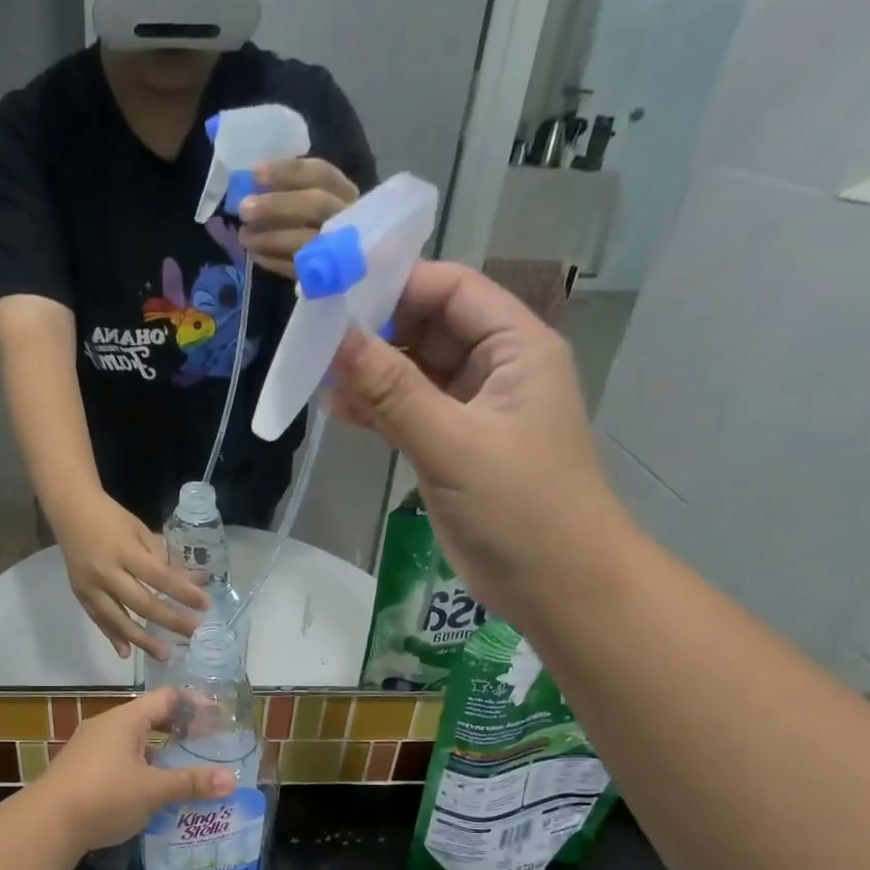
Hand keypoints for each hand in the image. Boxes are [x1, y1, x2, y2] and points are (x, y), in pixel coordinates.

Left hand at [33, 687, 234, 851]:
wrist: (46, 825)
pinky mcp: (80, 769)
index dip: (194, 704)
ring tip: (183, 768)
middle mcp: (106, 726)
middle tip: (206, 743)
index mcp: (125, 720)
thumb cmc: (104, 796)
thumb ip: (191, 783)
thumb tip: (231, 780)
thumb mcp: (153, 790)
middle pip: (149, 717)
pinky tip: (150, 790)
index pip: (167, 698)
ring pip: (133, 741)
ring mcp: (89, 747)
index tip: (218, 718)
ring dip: (158, 751)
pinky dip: (140, 767)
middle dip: (178, 729)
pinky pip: (119, 759)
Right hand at [50, 490, 207, 659]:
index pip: (159, 577)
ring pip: (118, 619)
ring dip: (142, 640)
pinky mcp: (79, 594)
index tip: (205, 606)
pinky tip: (126, 653)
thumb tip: (193, 582)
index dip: (183, 593)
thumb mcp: (141, 530)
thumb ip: (164, 558)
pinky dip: (112, 636)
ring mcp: (90, 586)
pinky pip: (98, 620)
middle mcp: (107, 572)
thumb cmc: (112, 518)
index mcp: (125, 551)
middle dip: (170, 621)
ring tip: (164, 655)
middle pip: (142, 603)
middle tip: (193, 634)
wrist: (70, 510)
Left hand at [237, 157, 360, 275]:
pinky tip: (254, 254)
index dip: (287, 172)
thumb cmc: (321, 223)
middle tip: (244, 209)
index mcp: (344, 191)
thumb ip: (291, 189)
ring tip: (243, 236)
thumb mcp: (313, 198)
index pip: (319, 173)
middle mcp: (347, 217)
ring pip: (306, 240)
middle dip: (276, 205)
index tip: (255, 173)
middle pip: (315, 205)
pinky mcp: (325, 278)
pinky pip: (297, 269)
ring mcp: (338, 249)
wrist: (345, 268)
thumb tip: (256, 181)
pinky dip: (273, 261)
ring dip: (269, 238)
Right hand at [324, 260, 632, 624]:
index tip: (335, 291)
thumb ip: (394, 392)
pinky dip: (374, 410)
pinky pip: (406, 413)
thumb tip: (336, 340)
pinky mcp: (451, 448)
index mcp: (515, 347)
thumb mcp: (454, 444)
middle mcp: (494, 369)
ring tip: (314, 372)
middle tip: (313, 335)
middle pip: (428, 327)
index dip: (396, 284)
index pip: (452, 290)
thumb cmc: (522, 508)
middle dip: (375, 329)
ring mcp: (471, 411)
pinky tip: (335, 410)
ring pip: (412, 373)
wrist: (557, 586)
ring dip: (368, 373)